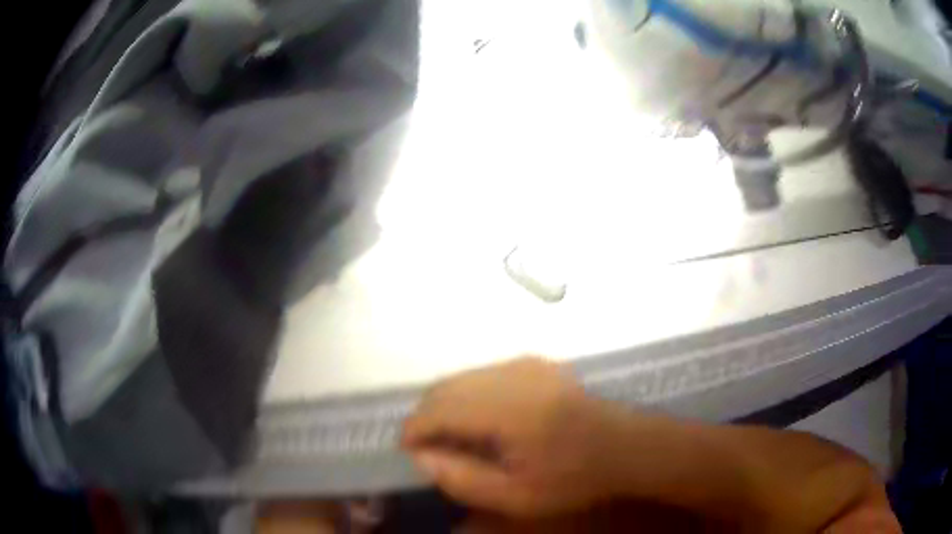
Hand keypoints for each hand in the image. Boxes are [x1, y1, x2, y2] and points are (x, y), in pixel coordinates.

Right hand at [400, 357, 624, 516]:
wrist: (624, 446)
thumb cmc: (573, 478)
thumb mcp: (516, 497)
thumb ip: (462, 479)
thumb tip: (420, 456)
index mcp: (509, 410)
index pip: (439, 409)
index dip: (413, 429)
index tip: (407, 451)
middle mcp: (512, 375)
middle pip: (445, 387)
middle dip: (425, 415)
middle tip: (425, 447)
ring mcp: (525, 363)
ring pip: (462, 377)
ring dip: (444, 404)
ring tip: (449, 435)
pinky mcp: (534, 362)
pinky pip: (483, 373)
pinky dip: (467, 394)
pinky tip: (480, 419)